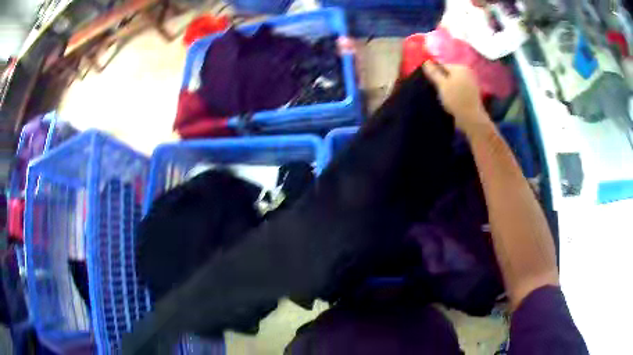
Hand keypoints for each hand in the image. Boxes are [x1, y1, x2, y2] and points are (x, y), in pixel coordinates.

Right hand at [422, 62, 489, 133]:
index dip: (435, 74)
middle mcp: (467, 71)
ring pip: (454, 81)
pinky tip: (452, 100)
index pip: (442, 65)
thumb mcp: (441, 85)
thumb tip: (425, 61)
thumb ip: (433, 72)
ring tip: (444, 97)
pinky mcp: (473, 92)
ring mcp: (471, 82)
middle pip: (448, 73)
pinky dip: (455, 92)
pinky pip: (460, 88)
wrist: (472, 119)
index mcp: (460, 67)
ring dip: (448, 87)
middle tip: (437, 91)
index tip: (432, 85)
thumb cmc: (456, 100)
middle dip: (442, 80)